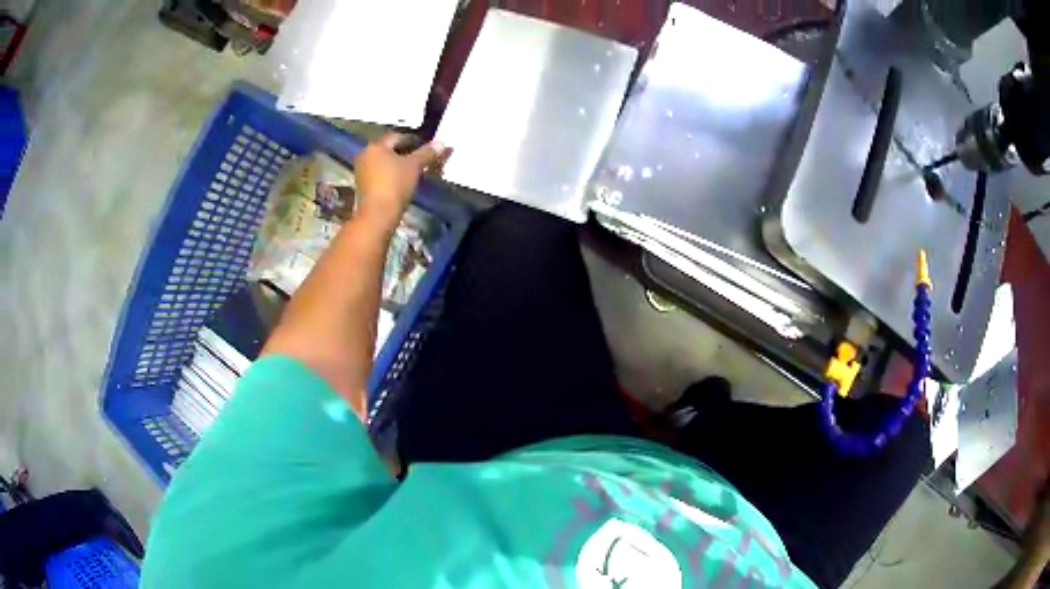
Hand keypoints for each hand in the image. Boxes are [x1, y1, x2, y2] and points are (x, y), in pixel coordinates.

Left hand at [353, 133, 449, 232]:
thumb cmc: (395, 184)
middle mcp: (365, 155)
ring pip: (384, 162)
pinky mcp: (363, 186)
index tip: (427, 148)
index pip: (397, 137)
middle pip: (389, 149)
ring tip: (414, 171)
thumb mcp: (414, 166)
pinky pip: (380, 174)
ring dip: (398, 165)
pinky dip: (391, 175)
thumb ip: (427, 153)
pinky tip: (402, 182)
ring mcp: (362, 171)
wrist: (377, 215)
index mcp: (376, 146)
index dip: (414, 140)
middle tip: (422, 159)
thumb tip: (442, 143)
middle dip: (406, 153)